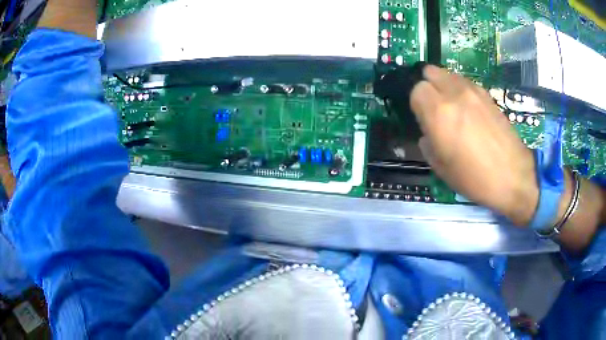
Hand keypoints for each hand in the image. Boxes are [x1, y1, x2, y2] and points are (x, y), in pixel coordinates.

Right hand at [410, 65, 537, 225]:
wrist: (512, 176)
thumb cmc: (474, 178)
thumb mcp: (441, 168)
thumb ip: (427, 143)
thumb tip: (428, 132)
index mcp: (439, 112)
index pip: (416, 90)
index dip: (417, 104)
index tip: (423, 118)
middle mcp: (454, 93)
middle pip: (430, 72)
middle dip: (427, 86)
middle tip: (433, 107)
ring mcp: (473, 91)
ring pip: (448, 74)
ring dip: (444, 85)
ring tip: (452, 106)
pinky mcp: (487, 94)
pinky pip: (465, 82)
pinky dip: (460, 89)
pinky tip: (469, 109)